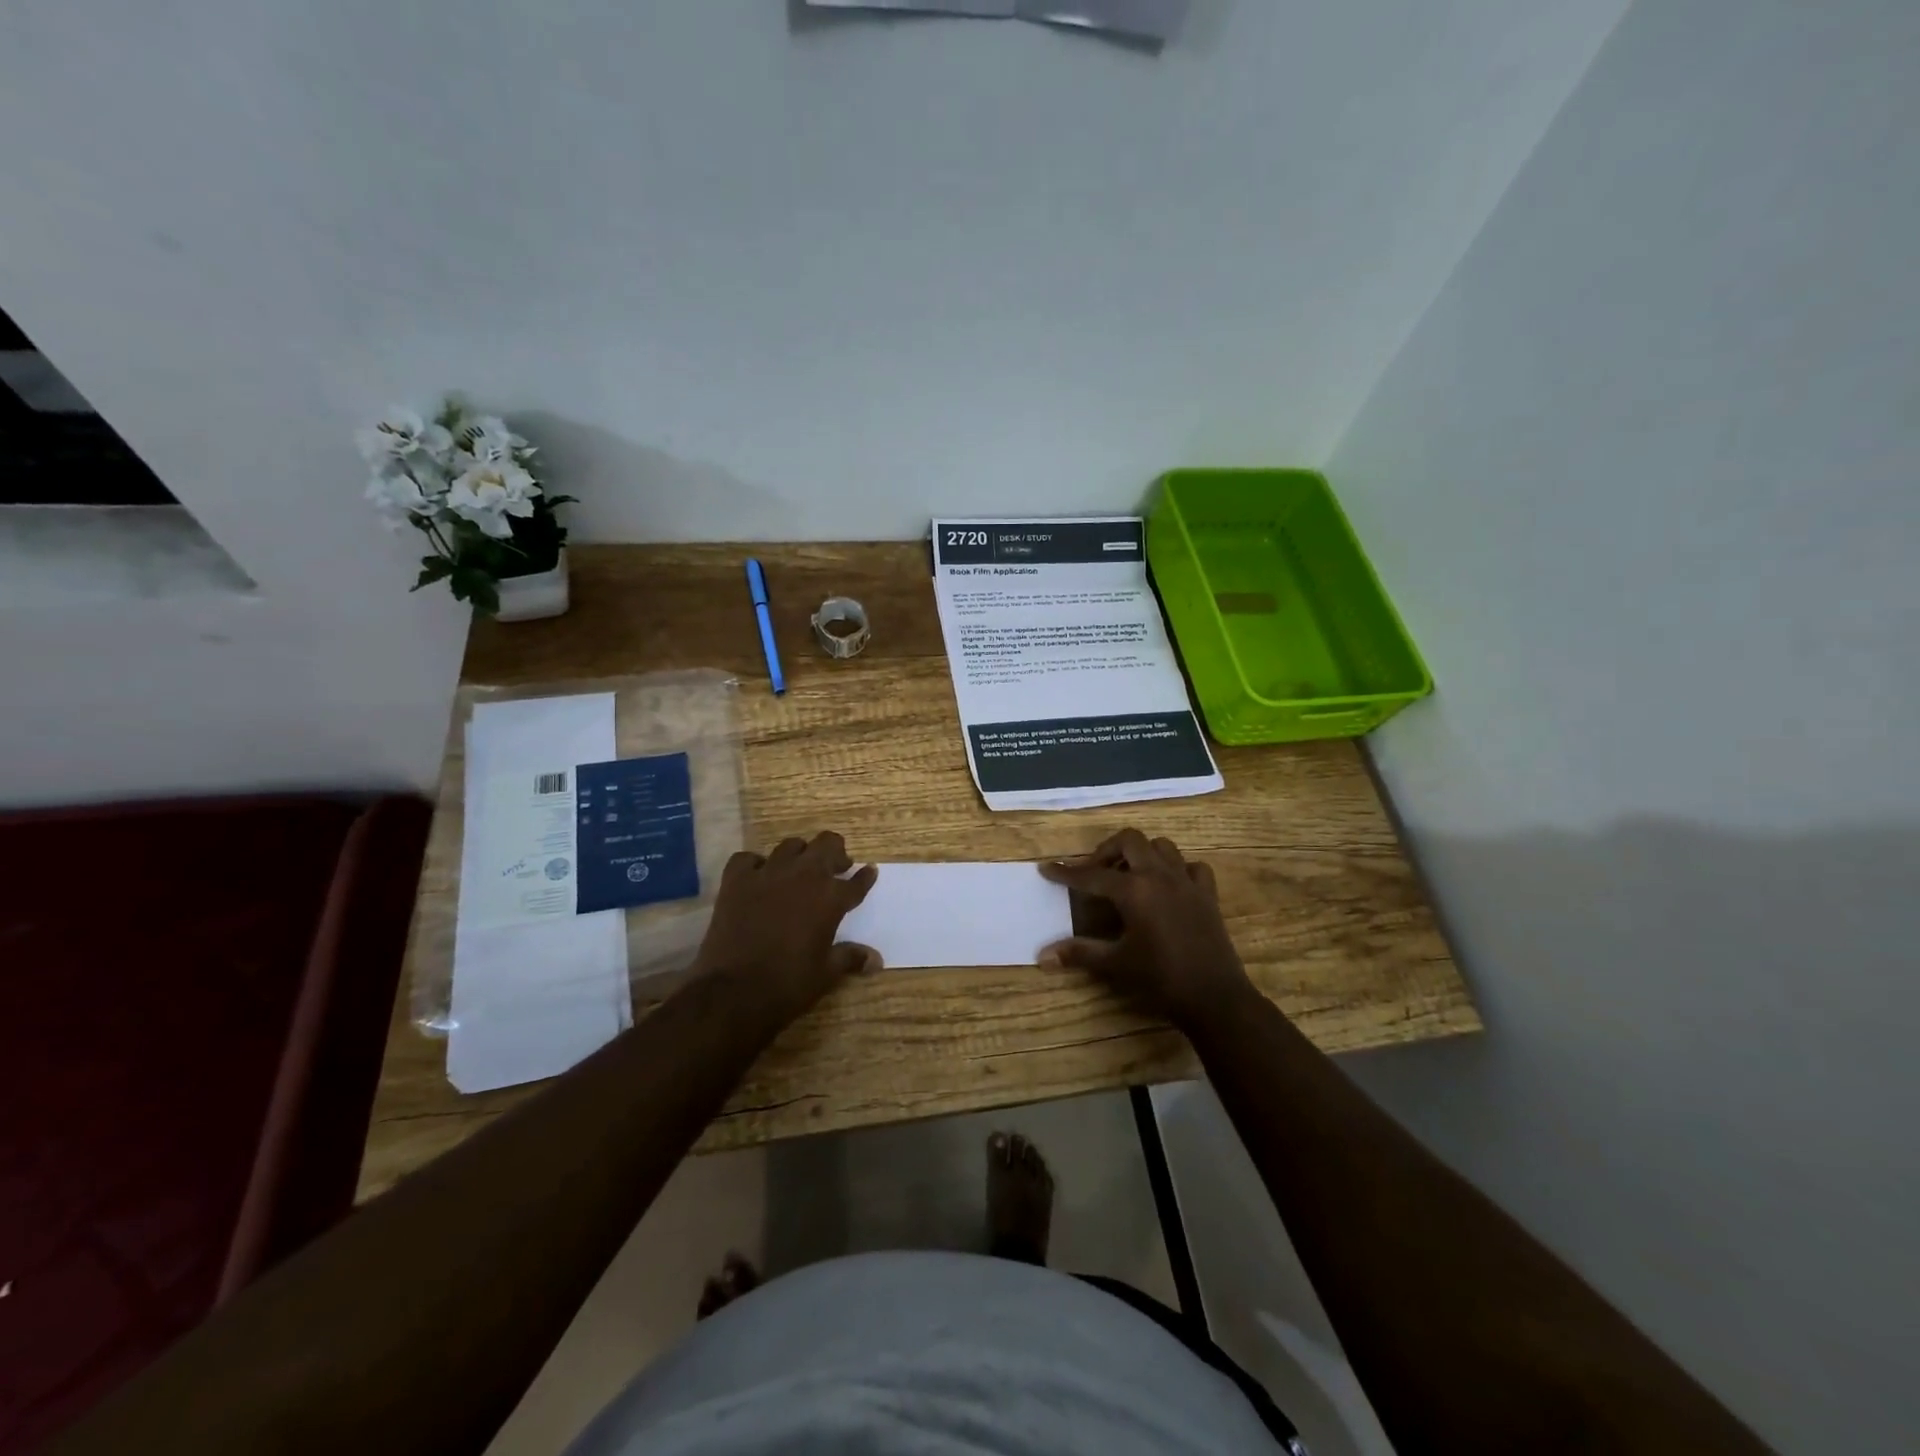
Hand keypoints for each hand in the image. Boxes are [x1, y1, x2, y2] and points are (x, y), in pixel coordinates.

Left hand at [694, 832, 880, 1025]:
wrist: (734, 991)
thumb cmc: (788, 984)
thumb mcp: (826, 974)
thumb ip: (850, 958)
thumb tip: (877, 960)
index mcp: (830, 898)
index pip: (856, 881)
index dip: (865, 877)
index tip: (869, 872)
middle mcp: (803, 876)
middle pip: (827, 845)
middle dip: (835, 853)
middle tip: (835, 868)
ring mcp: (768, 873)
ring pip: (791, 845)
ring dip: (800, 855)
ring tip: (799, 870)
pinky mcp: (737, 880)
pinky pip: (748, 859)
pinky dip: (755, 864)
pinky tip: (757, 877)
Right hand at [1039, 829, 1255, 1029]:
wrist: (1215, 997)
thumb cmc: (1161, 979)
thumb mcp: (1116, 964)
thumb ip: (1079, 953)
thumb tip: (1042, 955)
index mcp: (1134, 890)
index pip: (1091, 875)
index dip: (1066, 872)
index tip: (1046, 868)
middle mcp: (1160, 875)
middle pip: (1130, 840)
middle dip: (1108, 850)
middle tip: (1095, 872)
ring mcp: (1187, 882)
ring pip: (1162, 847)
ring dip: (1142, 854)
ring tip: (1129, 874)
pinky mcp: (1207, 895)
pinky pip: (1192, 867)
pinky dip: (1178, 870)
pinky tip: (1169, 887)